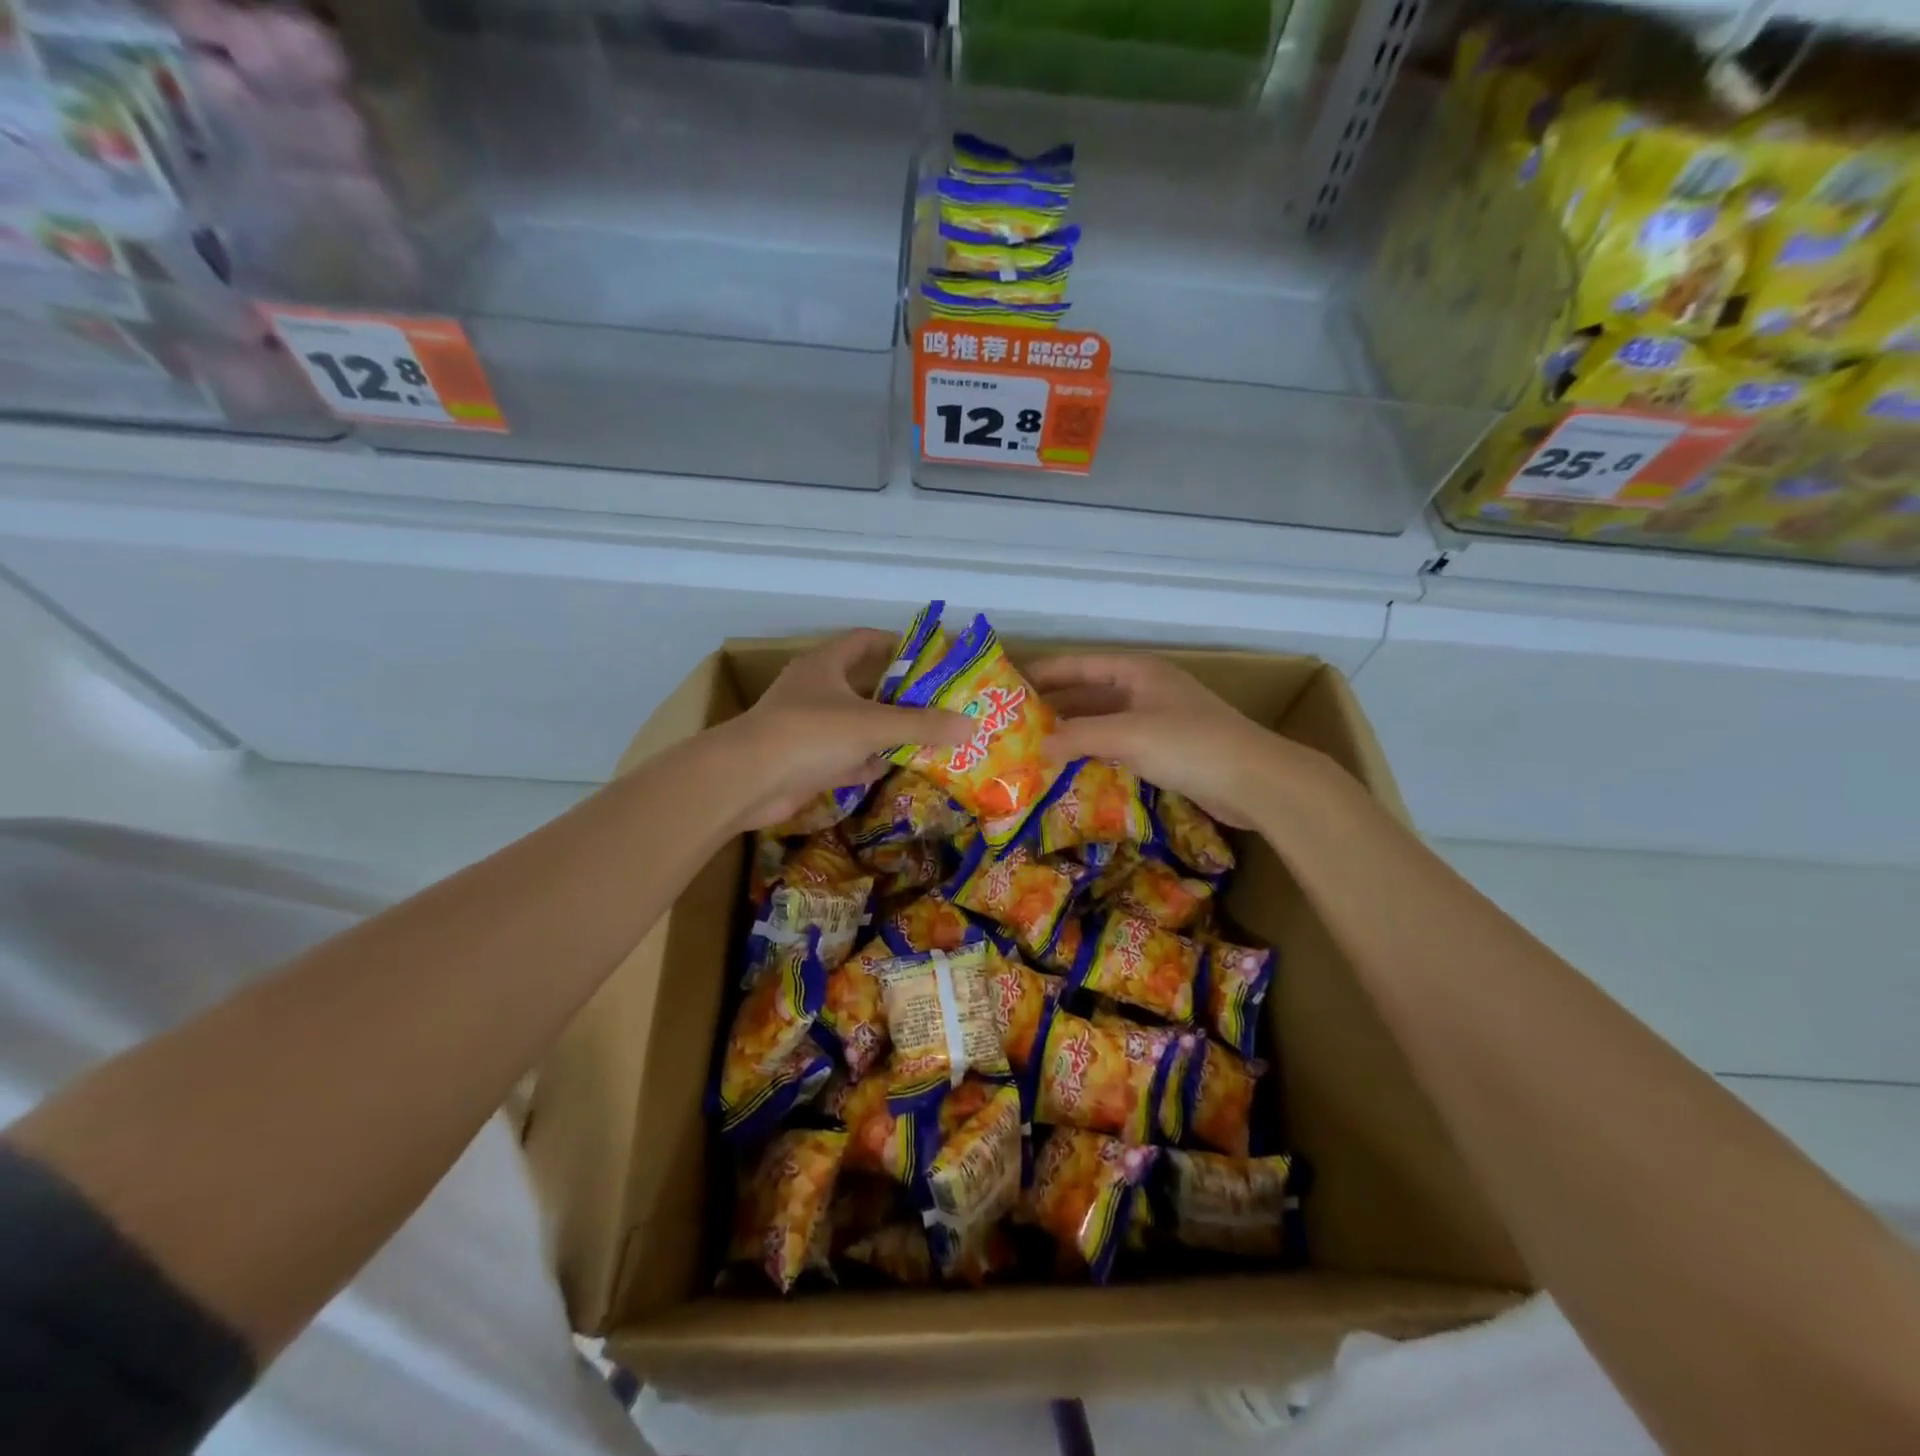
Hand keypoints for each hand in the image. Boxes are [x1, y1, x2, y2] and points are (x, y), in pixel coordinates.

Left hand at [722, 630, 972, 831]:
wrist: (747, 781)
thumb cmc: (810, 734)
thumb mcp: (872, 724)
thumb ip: (922, 725)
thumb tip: (970, 725)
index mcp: (826, 664)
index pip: (865, 640)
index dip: (897, 644)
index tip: (930, 659)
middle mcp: (815, 690)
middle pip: (865, 685)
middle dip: (900, 696)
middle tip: (939, 704)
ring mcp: (807, 727)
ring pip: (856, 724)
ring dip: (885, 731)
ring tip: (927, 736)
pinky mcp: (804, 761)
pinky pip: (844, 756)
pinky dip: (866, 761)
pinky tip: (892, 767)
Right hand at [1027, 653, 1290, 828]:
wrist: (1255, 780)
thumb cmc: (1190, 744)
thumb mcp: (1128, 734)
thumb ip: (1079, 736)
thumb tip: (1038, 746)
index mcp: (1138, 672)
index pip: (1081, 665)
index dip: (1047, 672)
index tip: (1012, 685)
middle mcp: (1146, 690)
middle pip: (1091, 693)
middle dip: (1056, 706)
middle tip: (1016, 723)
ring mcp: (1158, 720)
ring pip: (1104, 722)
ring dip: (1074, 733)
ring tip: (1035, 747)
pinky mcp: (1167, 750)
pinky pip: (1119, 745)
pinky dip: (1095, 753)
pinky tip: (1073, 768)